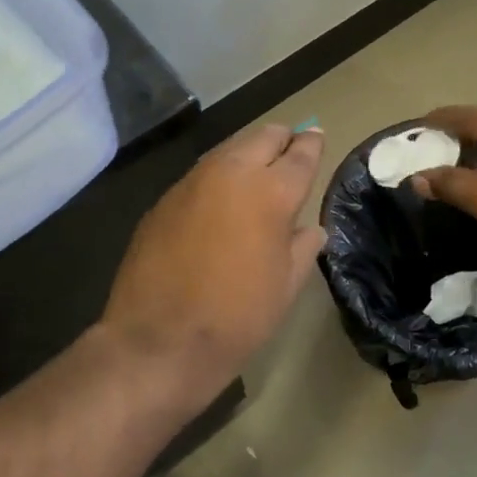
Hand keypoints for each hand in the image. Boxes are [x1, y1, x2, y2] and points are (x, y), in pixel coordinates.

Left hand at [100, 124, 326, 417]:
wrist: (160, 340)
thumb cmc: (238, 317)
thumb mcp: (286, 285)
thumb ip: (303, 247)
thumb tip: (311, 229)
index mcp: (272, 192)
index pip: (300, 154)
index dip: (312, 145)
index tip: (316, 138)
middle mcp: (231, 173)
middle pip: (263, 136)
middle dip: (281, 139)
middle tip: (290, 150)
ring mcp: (192, 182)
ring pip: (228, 149)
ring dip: (247, 154)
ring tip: (256, 172)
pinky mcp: (163, 199)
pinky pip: (200, 175)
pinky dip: (218, 178)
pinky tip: (219, 201)